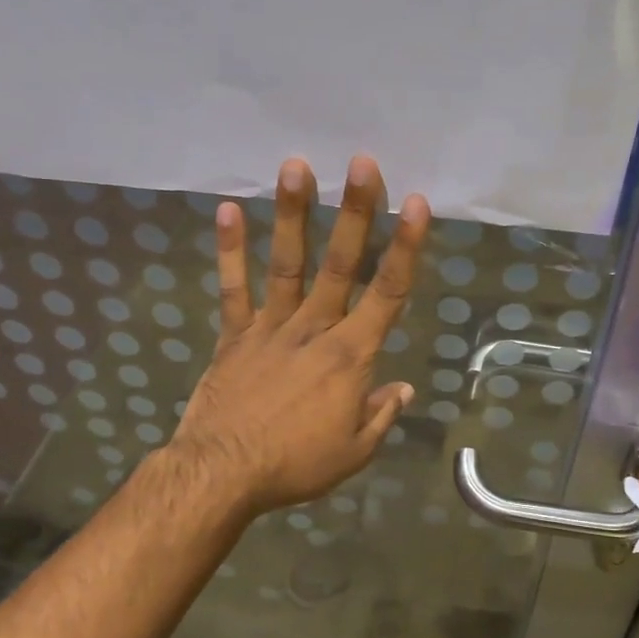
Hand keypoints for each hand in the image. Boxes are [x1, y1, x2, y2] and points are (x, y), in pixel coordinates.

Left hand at [169, 154, 429, 515]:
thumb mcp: (354, 451)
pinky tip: (228, 210)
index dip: (405, 247)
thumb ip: (381, 414)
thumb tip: (403, 388)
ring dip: (293, 215)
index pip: (387, 293)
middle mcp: (314, 329)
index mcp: (350, 356)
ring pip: (288, 264)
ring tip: (296, 166)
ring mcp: (270, 328)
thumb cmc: (296, 465)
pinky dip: (230, 250)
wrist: (223, 473)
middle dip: (355, 212)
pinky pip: (233, 288)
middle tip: (362, 163)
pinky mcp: (234, 336)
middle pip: (341, 264)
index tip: (415, 204)